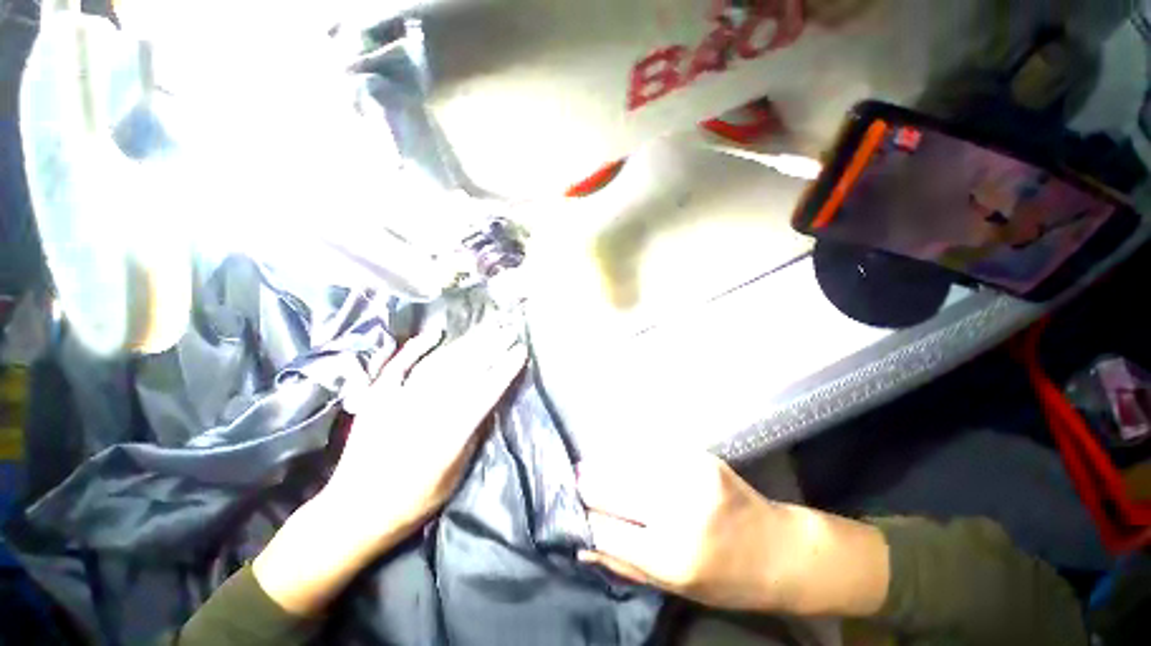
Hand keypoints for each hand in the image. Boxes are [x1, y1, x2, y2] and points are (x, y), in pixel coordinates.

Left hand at [254, 321, 526, 615]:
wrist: (353, 512)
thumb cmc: (412, 502)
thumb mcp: (454, 477)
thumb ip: (473, 437)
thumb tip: (487, 406)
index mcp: (450, 433)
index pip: (486, 391)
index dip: (505, 369)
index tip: (520, 351)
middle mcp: (428, 410)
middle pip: (466, 369)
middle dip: (492, 346)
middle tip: (509, 328)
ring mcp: (399, 399)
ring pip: (440, 362)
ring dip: (466, 342)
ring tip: (486, 326)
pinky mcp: (378, 397)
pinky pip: (399, 365)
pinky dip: (417, 347)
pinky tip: (435, 333)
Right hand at [577, 451, 889, 617]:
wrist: (778, 550)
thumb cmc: (724, 579)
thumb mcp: (672, 587)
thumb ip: (623, 564)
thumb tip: (582, 542)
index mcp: (671, 557)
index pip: (606, 528)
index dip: (582, 515)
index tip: (567, 504)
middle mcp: (680, 512)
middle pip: (615, 487)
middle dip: (589, 482)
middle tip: (575, 477)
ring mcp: (692, 477)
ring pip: (631, 462)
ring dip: (608, 463)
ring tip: (592, 465)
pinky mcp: (702, 457)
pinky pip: (654, 451)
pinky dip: (633, 453)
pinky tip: (624, 455)